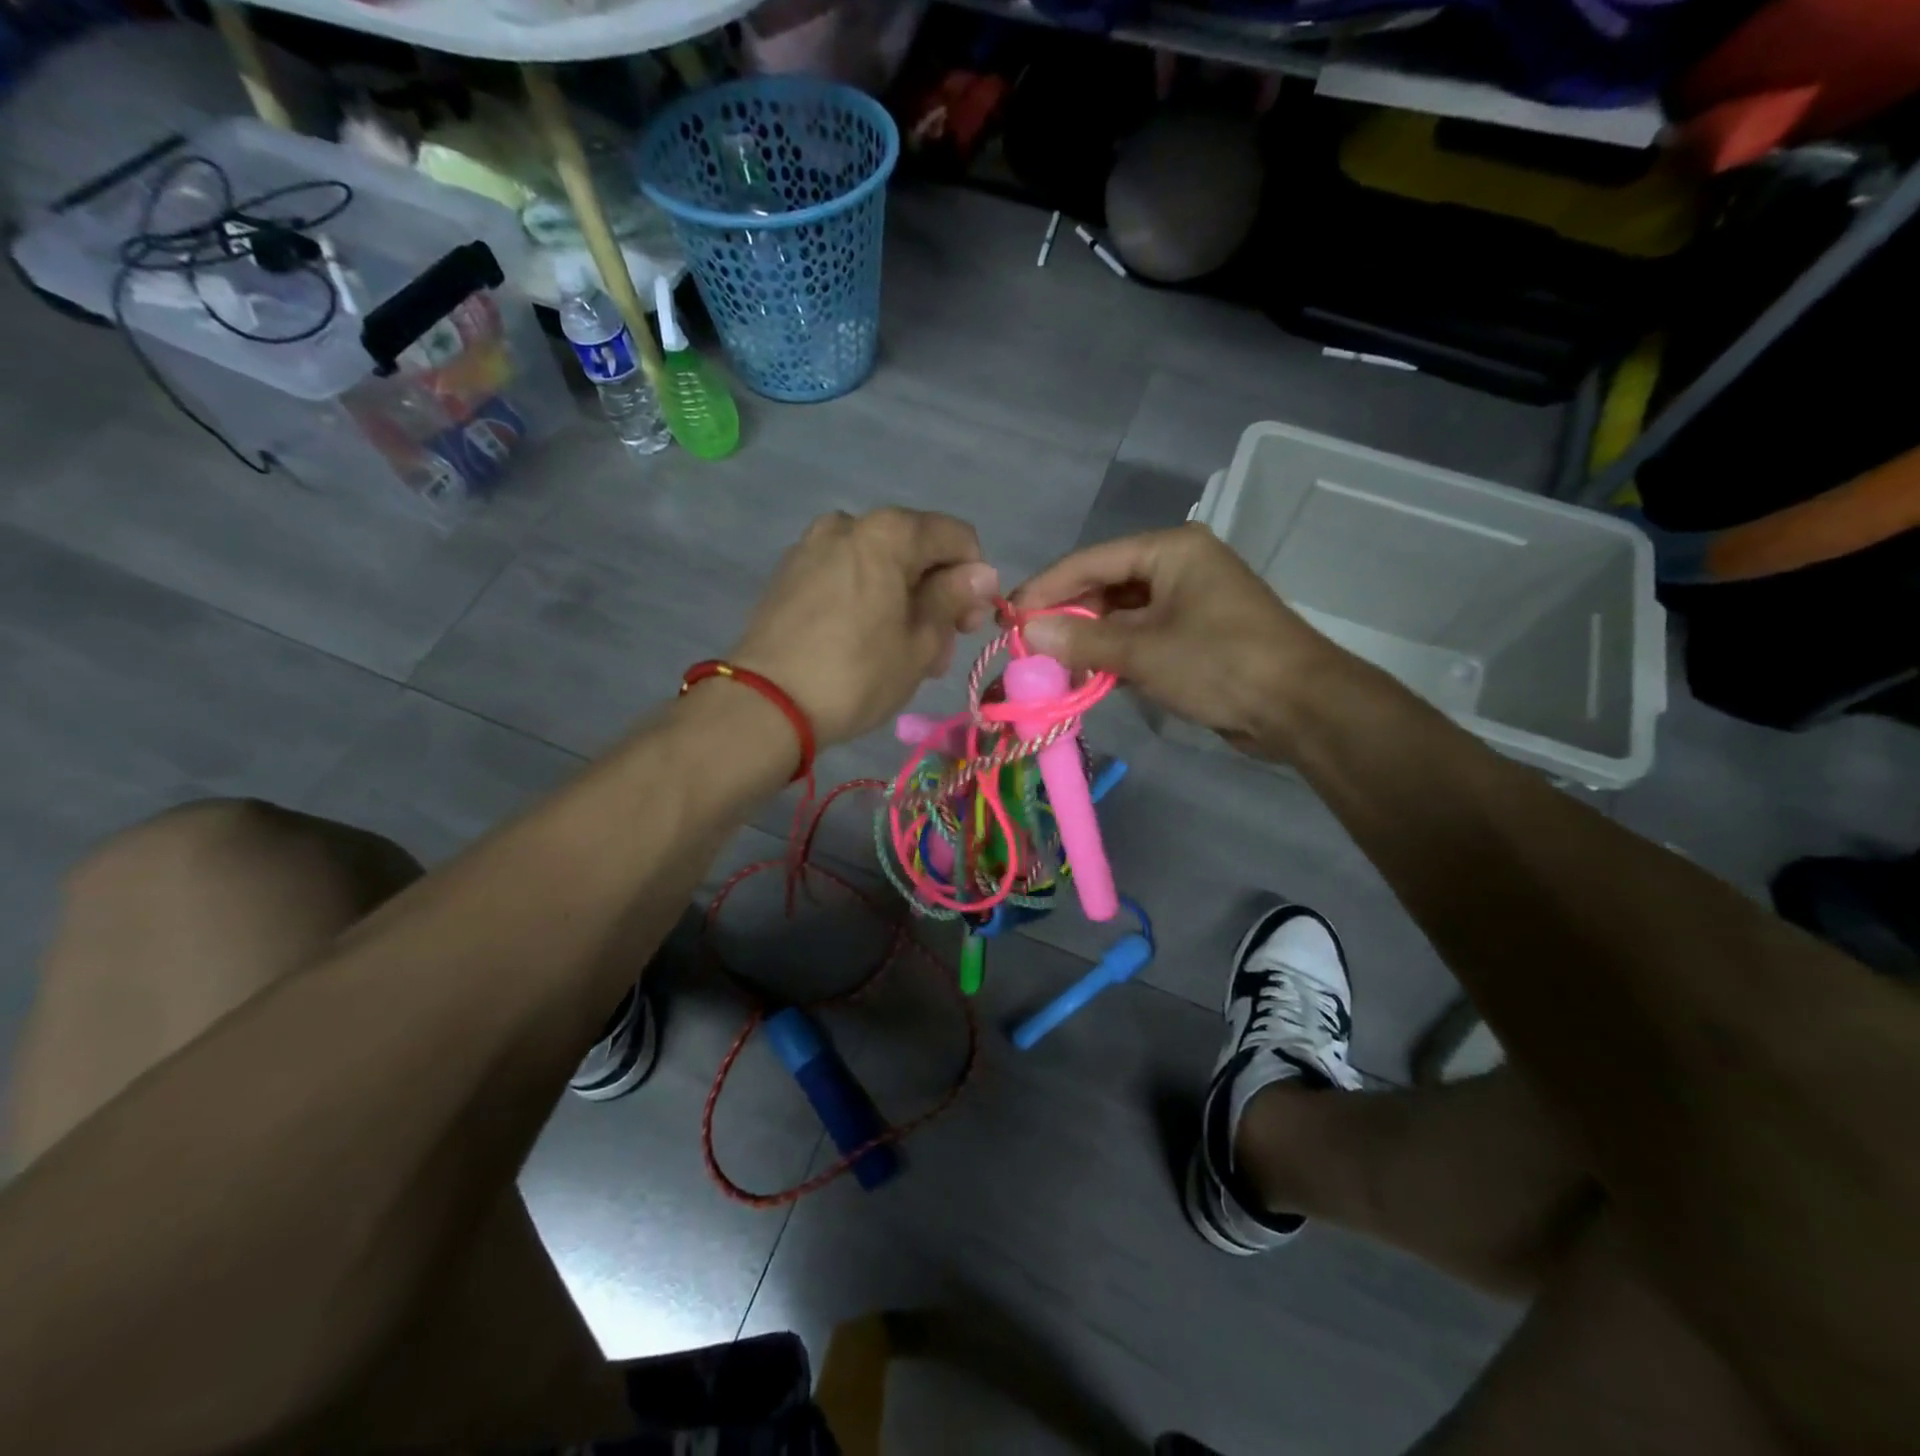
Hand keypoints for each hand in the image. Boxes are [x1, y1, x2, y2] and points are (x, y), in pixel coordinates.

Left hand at [729, 508, 998, 747]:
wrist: (765, 705)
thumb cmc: (857, 674)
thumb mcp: (920, 642)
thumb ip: (953, 598)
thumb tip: (983, 573)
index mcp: (888, 532)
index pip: (956, 537)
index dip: (974, 580)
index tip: (967, 625)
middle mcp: (848, 524)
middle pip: (915, 550)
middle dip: (936, 595)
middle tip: (937, 651)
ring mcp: (812, 547)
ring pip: (880, 566)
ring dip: (902, 602)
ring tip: (901, 655)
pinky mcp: (789, 574)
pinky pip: (846, 577)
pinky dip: (867, 601)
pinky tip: (864, 643)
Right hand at [1012, 525, 1343, 754]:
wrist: (1300, 706)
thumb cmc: (1220, 663)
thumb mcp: (1143, 651)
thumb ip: (1081, 641)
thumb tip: (1026, 633)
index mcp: (1170, 550)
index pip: (1091, 560)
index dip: (1046, 588)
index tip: (1008, 615)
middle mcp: (1179, 566)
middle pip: (1105, 586)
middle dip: (1067, 617)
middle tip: (1027, 647)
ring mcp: (1189, 601)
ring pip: (1122, 615)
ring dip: (1089, 641)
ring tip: (1050, 666)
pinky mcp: (1195, 635)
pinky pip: (1142, 637)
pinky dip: (1116, 655)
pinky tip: (1088, 676)